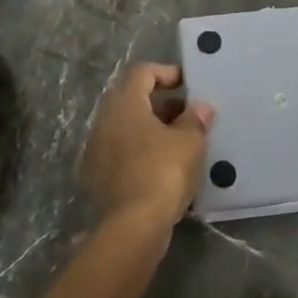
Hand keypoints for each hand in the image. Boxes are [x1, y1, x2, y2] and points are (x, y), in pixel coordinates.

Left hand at [81, 63, 215, 227]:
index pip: (142, 72)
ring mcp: (96, 149)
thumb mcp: (189, 142)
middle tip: (187, 115)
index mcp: (125, 104)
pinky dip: (140, 151)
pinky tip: (162, 167)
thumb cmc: (163, 172)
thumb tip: (202, 106)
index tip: (188, 84)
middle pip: (132, 98)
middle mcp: (104, 120)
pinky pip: (121, 151)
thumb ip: (196, 119)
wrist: (133, 226)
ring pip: (126, 127)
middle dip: (161, 103)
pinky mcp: (96, 175)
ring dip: (151, 128)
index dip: (166, 72)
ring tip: (179, 143)